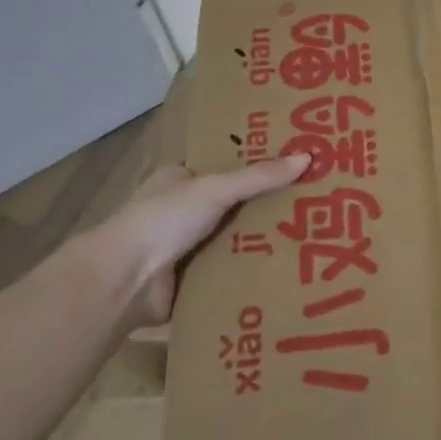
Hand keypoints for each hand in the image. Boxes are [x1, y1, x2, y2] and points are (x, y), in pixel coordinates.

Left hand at [92, 154, 309, 330]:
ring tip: (314, 234)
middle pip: (235, 202)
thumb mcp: (215, 189)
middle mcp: (182, 209)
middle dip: (269, 204)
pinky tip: (291, 267)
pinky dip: (254, 269)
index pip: (225, 164)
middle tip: (315, 201)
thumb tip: (309, 157)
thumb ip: (260, 176)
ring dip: (264, 239)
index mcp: (179, 178)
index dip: (258, 162)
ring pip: (236, 236)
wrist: (125, 282)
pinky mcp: (194, 277)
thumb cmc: (164, 220)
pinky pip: (232, 268)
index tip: (297, 163)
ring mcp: (187, 245)